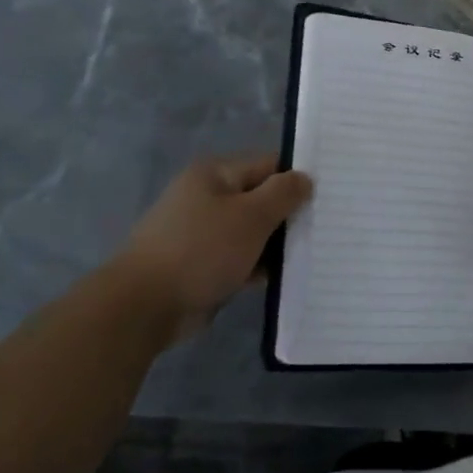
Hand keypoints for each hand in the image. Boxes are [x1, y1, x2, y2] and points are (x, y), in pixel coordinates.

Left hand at [111, 152, 312, 340]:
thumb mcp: (252, 216)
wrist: (144, 307)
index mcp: (215, 174)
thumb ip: (283, 193)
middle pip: (261, 198)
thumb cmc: (201, 250)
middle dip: (289, 215)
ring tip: (313, 254)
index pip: (269, 164)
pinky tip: (285, 278)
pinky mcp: (200, 265)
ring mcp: (201, 233)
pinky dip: (258, 267)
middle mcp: (206, 197)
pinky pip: (240, 259)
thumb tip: (304, 178)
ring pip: (252, 232)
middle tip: (326, 228)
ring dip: (276, 245)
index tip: (328, 197)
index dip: (298, 178)